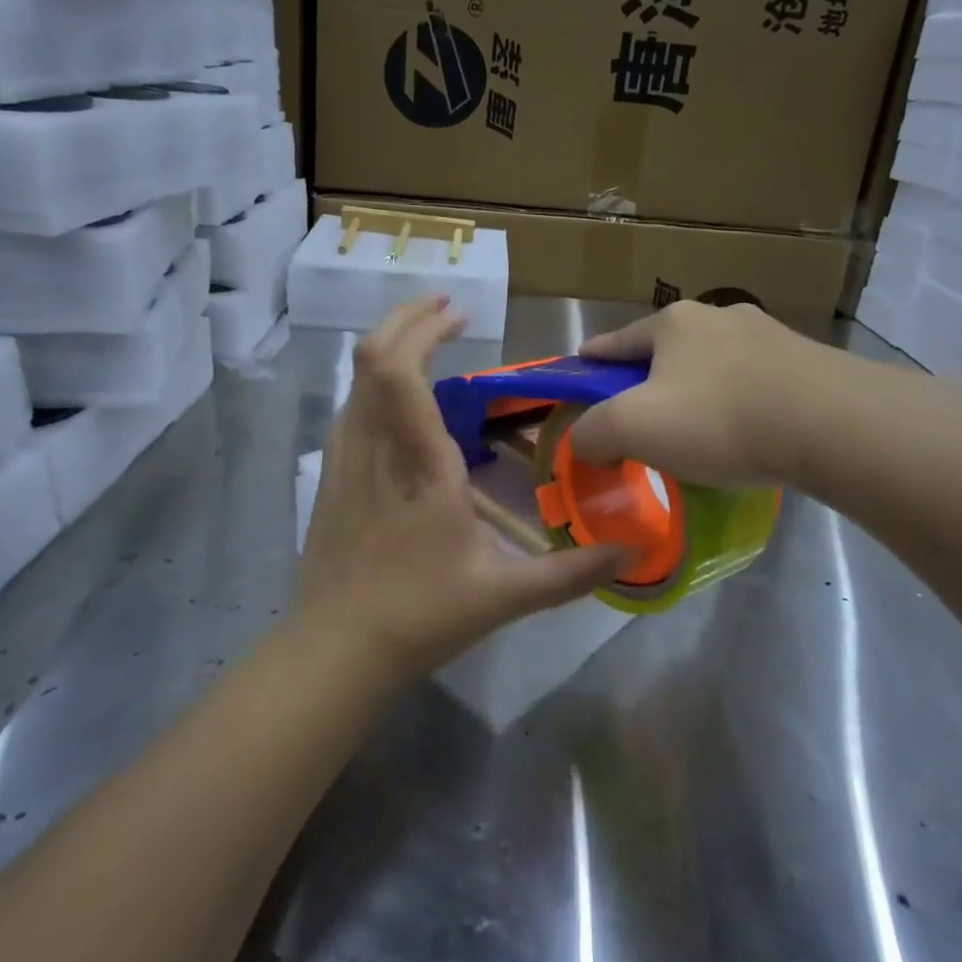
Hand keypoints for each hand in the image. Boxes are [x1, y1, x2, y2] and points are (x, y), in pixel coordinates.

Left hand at [298, 298, 628, 684]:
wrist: (335, 652)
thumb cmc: (420, 617)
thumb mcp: (504, 598)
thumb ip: (570, 574)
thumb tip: (630, 552)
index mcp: (418, 466)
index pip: (401, 373)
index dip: (424, 330)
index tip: (459, 315)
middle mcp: (374, 449)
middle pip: (371, 359)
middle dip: (406, 321)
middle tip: (447, 310)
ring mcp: (344, 461)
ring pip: (356, 382)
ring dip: (389, 348)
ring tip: (426, 341)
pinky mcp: (330, 478)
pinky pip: (349, 409)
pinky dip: (373, 383)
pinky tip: (397, 399)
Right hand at [568, 300, 838, 487]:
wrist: (834, 425)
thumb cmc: (720, 419)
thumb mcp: (633, 428)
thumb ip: (591, 433)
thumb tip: (584, 441)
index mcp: (672, 323)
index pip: (615, 343)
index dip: (591, 363)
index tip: (578, 376)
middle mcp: (719, 317)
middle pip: (666, 353)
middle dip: (647, 383)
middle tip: (639, 421)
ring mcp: (768, 336)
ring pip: (712, 368)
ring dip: (696, 394)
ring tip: (696, 435)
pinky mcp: (806, 364)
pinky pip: (753, 385)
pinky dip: (736, 406)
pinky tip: (744, 437)